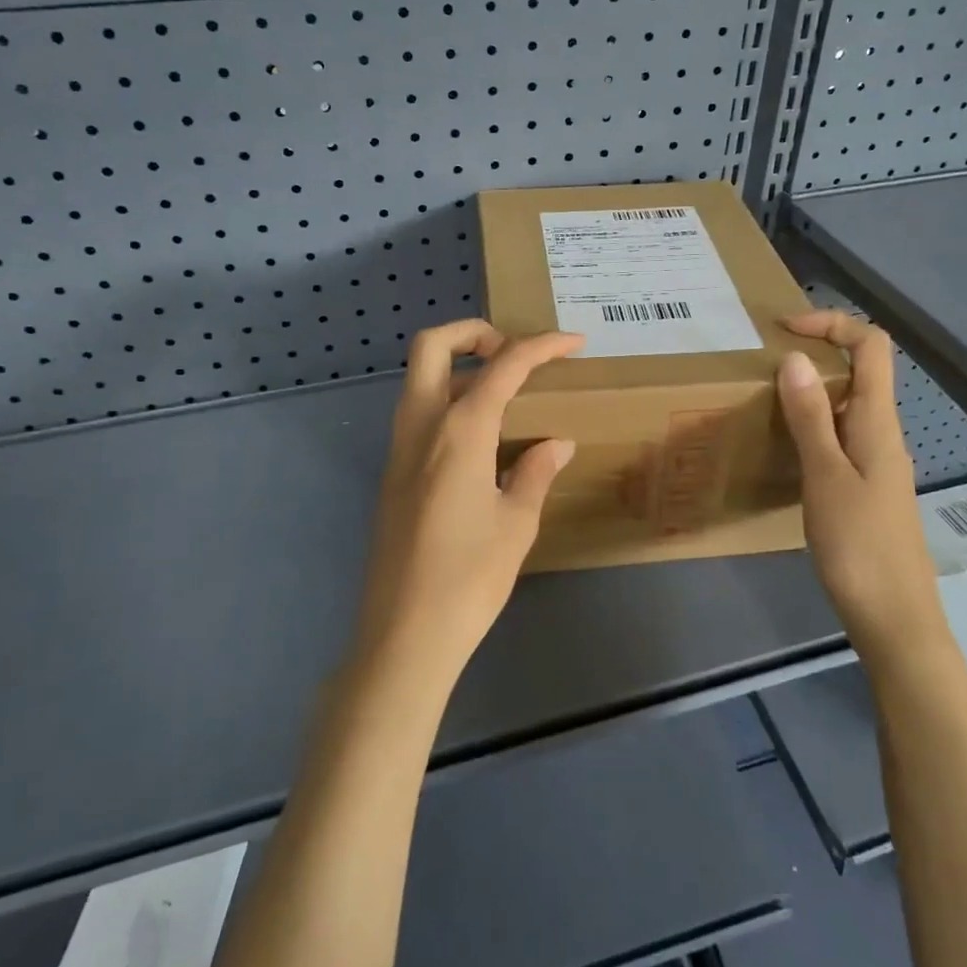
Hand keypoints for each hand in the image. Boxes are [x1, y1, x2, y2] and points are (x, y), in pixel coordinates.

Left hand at [355, 319, 582, 690]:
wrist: (405, 634)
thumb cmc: (469, 579)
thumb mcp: (516, 524)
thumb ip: (535, 472)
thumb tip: (556, 444)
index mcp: (459, 432)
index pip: (503, 366)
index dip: (542, 346)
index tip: (574, 343)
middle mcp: (421, 427)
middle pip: (432, 345)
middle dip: (473, 332)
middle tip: (512, 352)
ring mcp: (399, 449)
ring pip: (419, 378)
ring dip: (458, 366)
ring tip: (504, 391)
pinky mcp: (392, 473)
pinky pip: (417, 413)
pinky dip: (447, 400)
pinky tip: (481, 437)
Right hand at [777, 310, 943, 652]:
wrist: (894, 619)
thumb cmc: (860, 546)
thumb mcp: (826, 477)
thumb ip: (810, 418)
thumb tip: (794, 358)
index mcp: (879, 423)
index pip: (871, 347)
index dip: (832, 324)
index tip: (784, 330)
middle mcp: (883, 433)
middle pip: (860, 371)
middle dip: (815, 353)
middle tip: (762, 363)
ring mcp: (876, 462)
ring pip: (847, 406)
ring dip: (810, 391)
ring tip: (763, 398)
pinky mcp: (866, 488)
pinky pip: (840, 437)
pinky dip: (812, 426)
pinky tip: (783, 446)